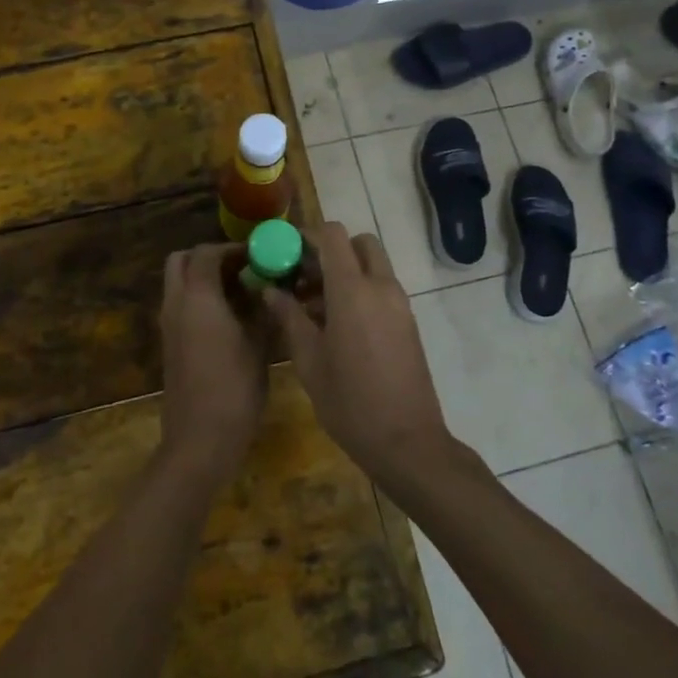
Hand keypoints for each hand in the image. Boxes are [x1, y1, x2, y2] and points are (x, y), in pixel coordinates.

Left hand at [157, 243, 268, 489]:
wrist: (199, 440)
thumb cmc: (234, 388)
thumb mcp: (259, 345)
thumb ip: (263, 309)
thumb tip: (271, 288)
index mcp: (197, 297)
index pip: (206, 252)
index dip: (232, 249)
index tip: (258, 256)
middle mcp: (176, 303)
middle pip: (181, 261)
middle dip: (209, 258)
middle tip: (242, 269)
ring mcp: (168, 325)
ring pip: (178, 283)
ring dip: (203, 279)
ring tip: (242, 294)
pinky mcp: (169, 344)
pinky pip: (180, 306)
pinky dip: (200, 300)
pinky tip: (231, 319)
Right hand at [263, 223, 454, 486]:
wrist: (407, 441)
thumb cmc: (350, 402)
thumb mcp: (309, 361)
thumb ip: (289, 317)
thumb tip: (270, 290)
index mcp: (353, 291)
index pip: (333, 235)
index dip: (307, 236)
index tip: (286, 254)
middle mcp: (381, 287)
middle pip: (359, 243)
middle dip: (331, 251)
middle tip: (304, 277)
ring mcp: (400, 303)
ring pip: (372, 265)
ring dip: (345, 271)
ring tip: (312, 307)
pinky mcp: (408, 321)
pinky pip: (382, 287)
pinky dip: (360, 289)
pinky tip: (336, 325)